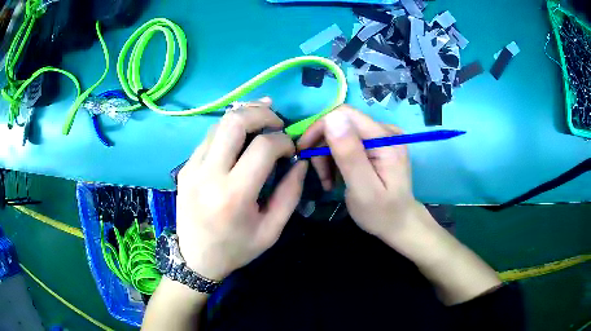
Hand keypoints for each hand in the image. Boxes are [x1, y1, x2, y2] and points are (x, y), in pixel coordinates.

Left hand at [176, 98, 307, 279]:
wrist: (195, 259)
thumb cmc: (236, 249)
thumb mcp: (271, 230)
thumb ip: (290, 193)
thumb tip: (299, 161)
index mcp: (234, 195)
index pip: (263, 147)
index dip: (284, 141)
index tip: (291, 150)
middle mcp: (208, 175)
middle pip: (234, 121)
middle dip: (261, 113)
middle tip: (277, 122)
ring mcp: (192, 168)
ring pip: (219, 123)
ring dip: (244, 116)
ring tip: (262, 121)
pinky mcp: (184, 167)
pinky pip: (209, 137)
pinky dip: (228, 130)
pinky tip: (241, 136)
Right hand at [298, 105, 421, 243]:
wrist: (399, 223)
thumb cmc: (381, 212)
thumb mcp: (363, 189)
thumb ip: (349, 154)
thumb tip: (332, 117)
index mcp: (386, 139)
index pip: (344, 115)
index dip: (320, 128)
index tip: (305, 151)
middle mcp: (386, 131)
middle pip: (341, 124)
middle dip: (323, 147)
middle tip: (320, 176)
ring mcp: (382, 137)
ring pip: (341, 133)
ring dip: (328, 156)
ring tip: (328, 181)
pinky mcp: (377, 144)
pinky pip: (348, 141)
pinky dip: (337, 159)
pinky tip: (336, 177)